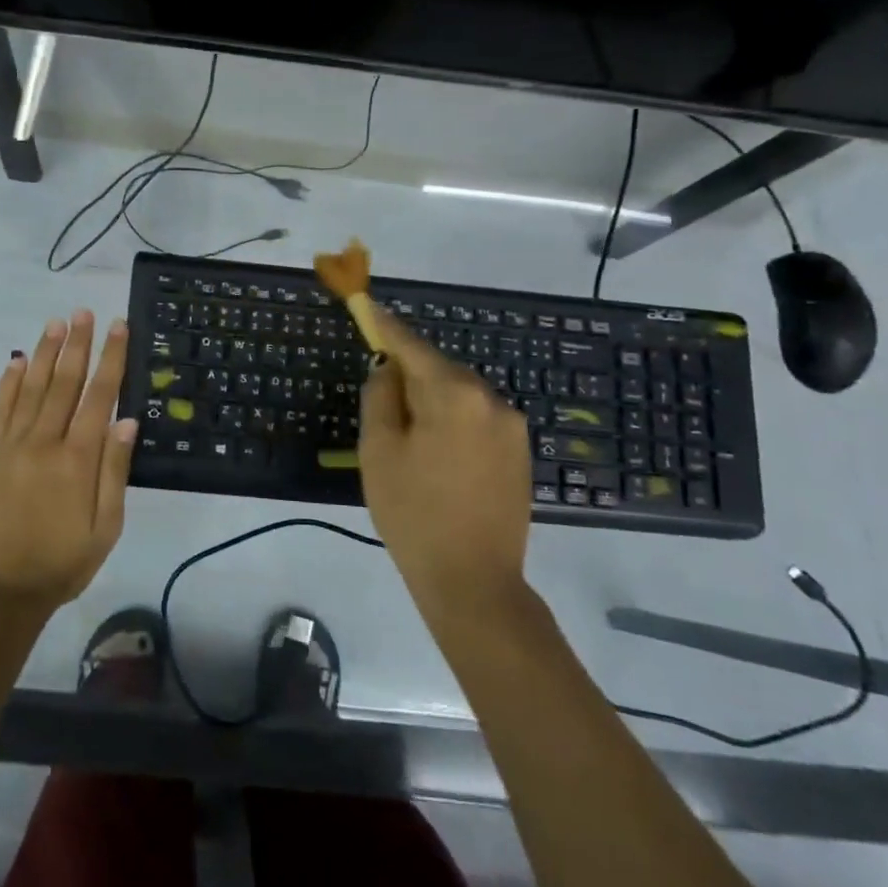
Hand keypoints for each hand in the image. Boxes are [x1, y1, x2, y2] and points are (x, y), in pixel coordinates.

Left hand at [0, 311, 136, 619]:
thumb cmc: (61, 563)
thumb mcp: (105, 528)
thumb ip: (114, 471)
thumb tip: (127, 420)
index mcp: (78, 459)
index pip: (99, 396)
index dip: (111, 359)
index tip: (118, 327)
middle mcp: (44, 442)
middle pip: (64, 382)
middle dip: (77, 344)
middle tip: (84, 312)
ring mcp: (11, 445)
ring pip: (32, 387)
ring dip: (46, 352)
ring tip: (56, 323)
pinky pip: (0, 409)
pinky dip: (9, 382)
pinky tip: (18, 361)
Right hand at [358, 306, 533, 628]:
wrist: (474, 581)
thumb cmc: (413, 514)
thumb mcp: (379, 451)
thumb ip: (381, 396)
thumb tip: (389, 369)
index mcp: (454, 394)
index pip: (412, 346)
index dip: (385, 327)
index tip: (367, 305)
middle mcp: (491, 399)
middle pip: (439, 368)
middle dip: (409, 371)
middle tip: (380, 391)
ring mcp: (512, 426)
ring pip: (460, 394)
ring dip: (432, 398)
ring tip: (407, 433)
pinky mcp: (520, 451)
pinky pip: (477, 417)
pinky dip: (453, 419)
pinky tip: (437, 451)